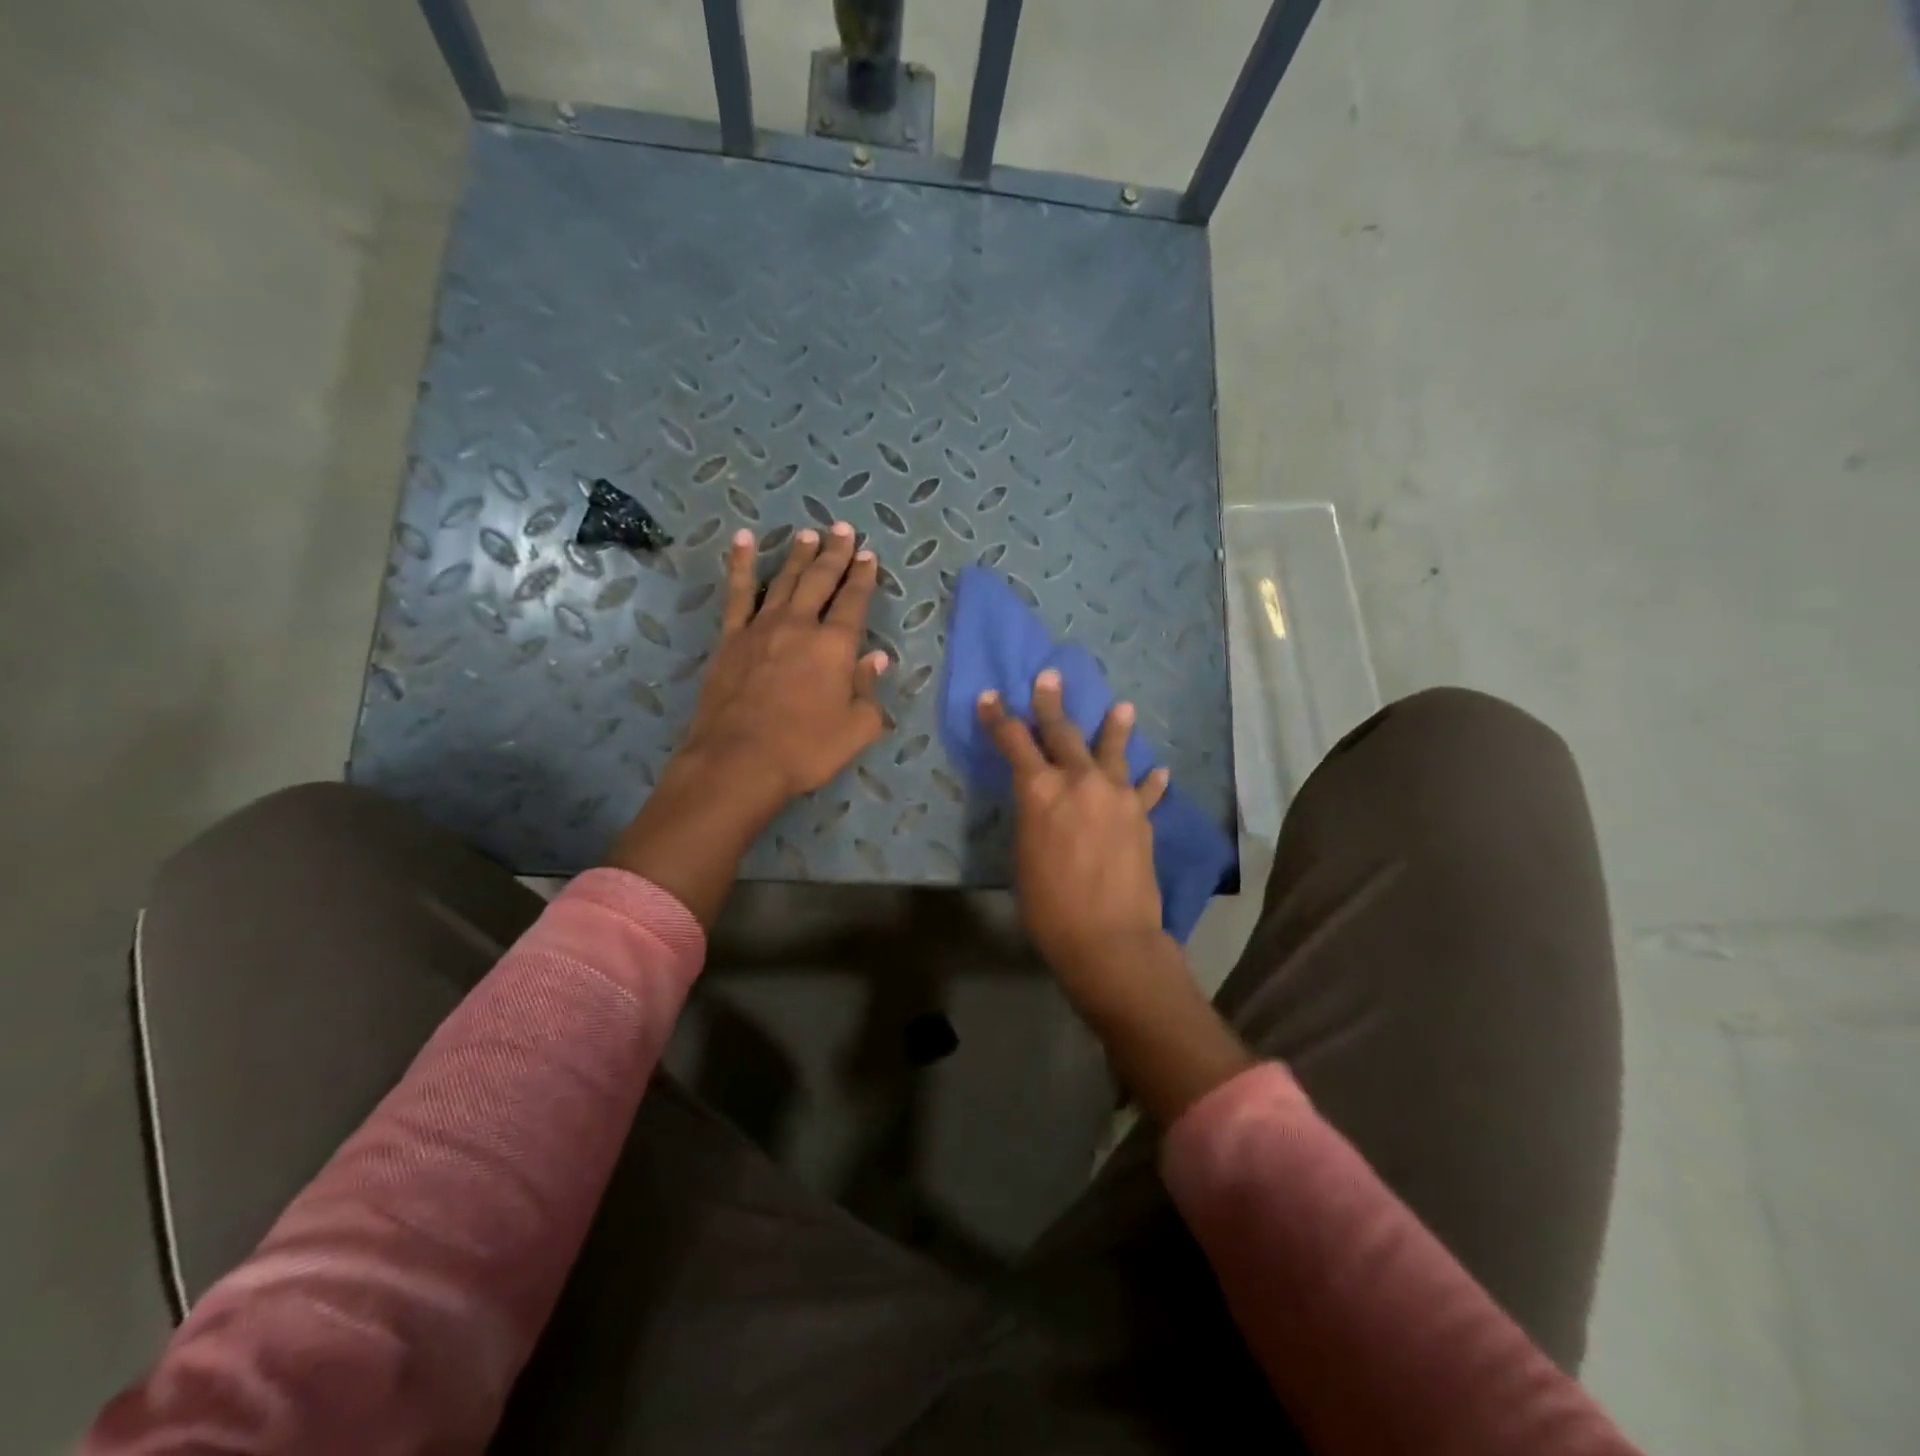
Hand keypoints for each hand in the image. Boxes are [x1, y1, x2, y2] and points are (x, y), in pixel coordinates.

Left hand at [608, 522, 888, 925]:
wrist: (739, 761)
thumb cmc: (806, 748)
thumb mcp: (856, 727)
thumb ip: (868, 689)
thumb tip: (875, 659)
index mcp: (835, 645)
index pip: (854, 601)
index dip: (862, 577)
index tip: (867, 555)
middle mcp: (800, 625)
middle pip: (820, 580)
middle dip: (834, 554)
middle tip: (842, 529)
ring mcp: (761, 628)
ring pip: (784, 580)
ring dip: (797, 555)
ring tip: (807, 534)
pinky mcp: (731, 639)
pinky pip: (738, 594)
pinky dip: (742, 565)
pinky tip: (744, 541)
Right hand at [977, 670, 1170, 1006]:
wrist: (1108, 937)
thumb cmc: (1049, 906)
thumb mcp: (1024, 856)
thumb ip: (1034, 819)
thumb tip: (1042, 804)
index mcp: (1039, 792)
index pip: (1014, 742)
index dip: (999, 718)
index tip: (991, 696)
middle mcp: (1078, 782)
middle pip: (1062, 732)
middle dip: (1051, 703)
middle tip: (1049, 677)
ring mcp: (1115, 795)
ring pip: (1113, 750)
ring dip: (1115, 727)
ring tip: (1122, 706)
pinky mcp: (1141, 816)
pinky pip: (1146, 791)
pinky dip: (1150, 781)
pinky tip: (1158, 771)